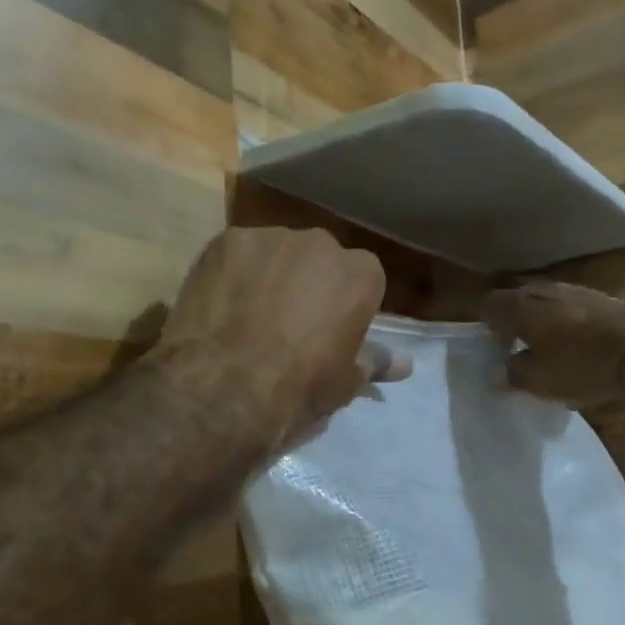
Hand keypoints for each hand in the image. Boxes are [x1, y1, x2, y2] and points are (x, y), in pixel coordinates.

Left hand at [165, 227, 407, 444]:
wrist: (226, 385)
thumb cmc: (300, 386)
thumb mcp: (345, 382)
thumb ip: (374, 362)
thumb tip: (404, 364)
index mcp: (360, 274)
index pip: (363, 279)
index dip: (346, 304)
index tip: (331, 330)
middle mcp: (321, 243)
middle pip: (319, 259)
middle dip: (309, 283)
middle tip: (289, 323)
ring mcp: (270, 237)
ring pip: (276, 253)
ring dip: (270, 276)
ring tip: (249, 315)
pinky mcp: (226, 240)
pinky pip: (236, 255)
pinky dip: (232, 275)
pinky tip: (220, 305)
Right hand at [482, 282, 624, 405]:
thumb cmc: (579, 365)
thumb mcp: (539, 380)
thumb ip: (512, 374)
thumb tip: (495, 375)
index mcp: (520, 306)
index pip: (488, 305)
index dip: (486, 326)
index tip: (493, 348)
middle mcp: (543, 291)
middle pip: (517, 301)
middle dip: (512, 322)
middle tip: (515, 349)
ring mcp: (574, 290)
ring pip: (544, 303)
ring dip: (540, 322)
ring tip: (545, 349)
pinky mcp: (599, 298)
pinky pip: (569, 308)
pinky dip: (564, 324)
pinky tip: (574, 345)